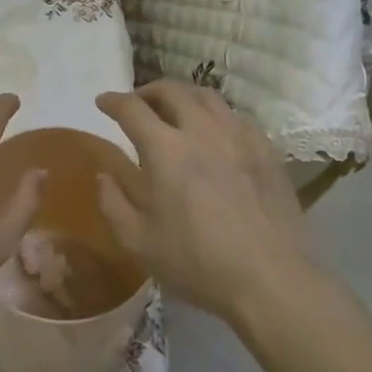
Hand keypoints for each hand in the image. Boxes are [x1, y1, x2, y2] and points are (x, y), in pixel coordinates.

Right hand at [95, 81, 307, 323]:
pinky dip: (216, 116)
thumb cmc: (197, 263)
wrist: (268, 280)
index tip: (103, 102)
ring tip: (176, 111)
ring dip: (183, 96)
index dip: (113, 101)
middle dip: (148, 91)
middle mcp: (201, 131)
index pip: (132, 109)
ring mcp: (238, 137)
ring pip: (206, 96)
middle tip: (138, 104)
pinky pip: (236, 117)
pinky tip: (215, 133)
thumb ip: (114, 204)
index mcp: (165, 150)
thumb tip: (104, 176)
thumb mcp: (139, 242)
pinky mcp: (265, 150)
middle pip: (171, 91)